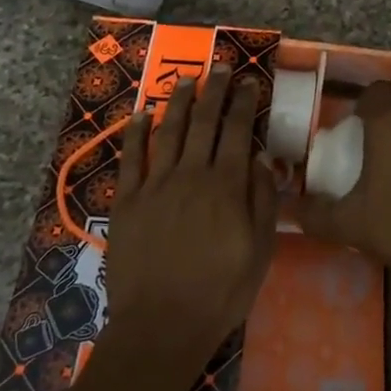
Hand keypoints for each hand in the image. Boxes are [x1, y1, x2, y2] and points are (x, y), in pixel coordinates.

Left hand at [106, 67, 277, 355]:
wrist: (162, 325)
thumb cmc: (221, 291)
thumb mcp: (260, 250)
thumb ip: (262, 200)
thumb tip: (261, 159)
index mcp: (227, 186)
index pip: (238, 131)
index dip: (244, 103)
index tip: (249, 81)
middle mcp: (191, 175)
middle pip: (205, 122)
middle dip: (215, 90)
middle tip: (221, 66)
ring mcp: (155, 185)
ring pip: (169, 131)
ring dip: (179, 102)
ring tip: (188, 79)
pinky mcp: (127, 201)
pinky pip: (131, 158)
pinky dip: (136, 132)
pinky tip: (141, 113)